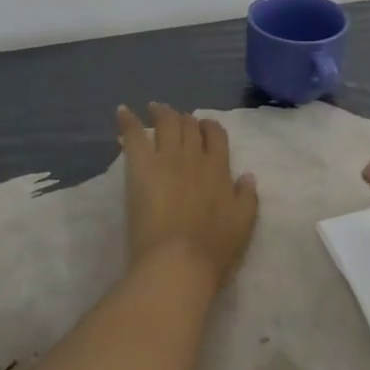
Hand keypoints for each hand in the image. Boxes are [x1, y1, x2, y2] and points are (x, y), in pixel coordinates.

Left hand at [117, 103, 259, 289]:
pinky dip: (128, 120)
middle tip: (178, 120)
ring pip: (166, 123)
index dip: (210, 128)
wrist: (179, 261)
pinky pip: (134, 135)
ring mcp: (166, 158)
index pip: (216, 135)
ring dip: (161, 112)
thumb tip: (247, 175)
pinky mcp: (141, 166)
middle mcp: (194, 156)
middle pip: (189, 126)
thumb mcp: (243, 223)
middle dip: (185, 120)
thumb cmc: (214, 248)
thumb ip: (247, 196)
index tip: (204, 129)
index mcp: (219, 169)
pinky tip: (122, 111)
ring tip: (155, 108)